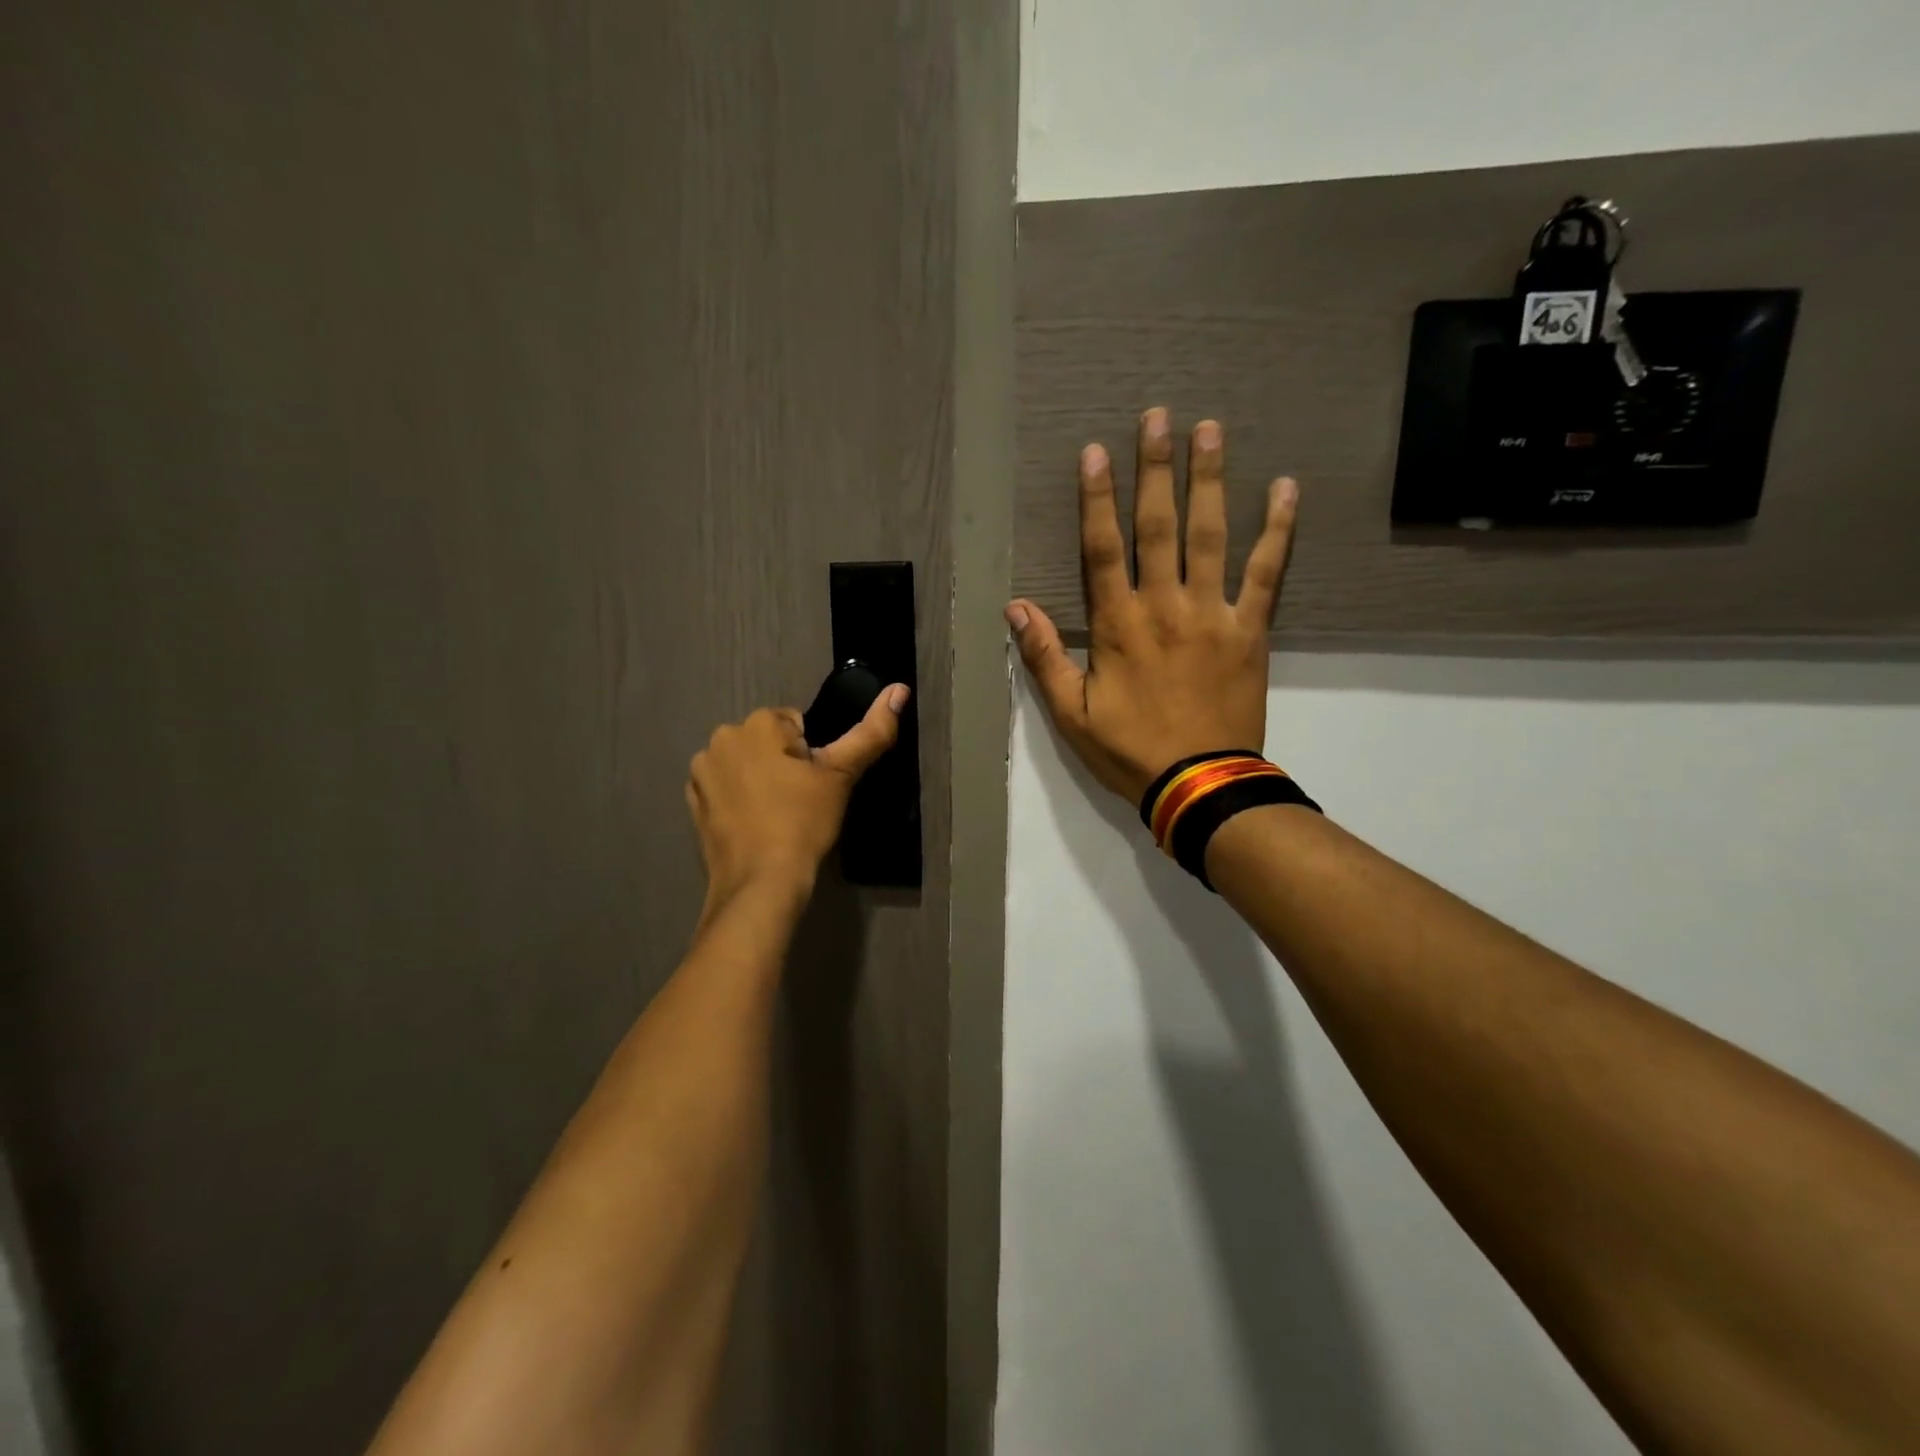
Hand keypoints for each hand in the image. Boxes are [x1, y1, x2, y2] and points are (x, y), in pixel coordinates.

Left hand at [686, 686, 907, 904]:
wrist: (761, 882)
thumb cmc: (804, 822)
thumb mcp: (842, 775)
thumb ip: (872, 730)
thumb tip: (900, 690)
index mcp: (758, 723)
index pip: (795, 724)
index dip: (811, 754)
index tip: (813, 784)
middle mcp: (722, 737)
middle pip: (767, 740)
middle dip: (782, 762)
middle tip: (799, 800)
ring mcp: (702, 771)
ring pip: (745, 762)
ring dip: (759, 778)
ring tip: (777, 814)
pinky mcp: (693, 801)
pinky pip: (725, 787)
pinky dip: (738, 798)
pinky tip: (754, 823)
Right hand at [1006, 407, 1296, 803]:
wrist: (1200, 784)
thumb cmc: (1129, 750)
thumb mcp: (1071, 714)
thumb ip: (1043, 658)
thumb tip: (1015, 607)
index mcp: (1118, 625)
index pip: (1102, 549)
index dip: (1097, 498)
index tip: (1096, 451)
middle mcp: (1164, 606)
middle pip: (1158, 526)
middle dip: (1155, 469)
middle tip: (1158, 416)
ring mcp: (1212, 614)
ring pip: (1210, 536)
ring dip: (1210, 480)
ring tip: (1210, 429)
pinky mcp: (1251, 630)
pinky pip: (1268, 572)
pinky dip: (1278, 531)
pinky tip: (1286, 489)